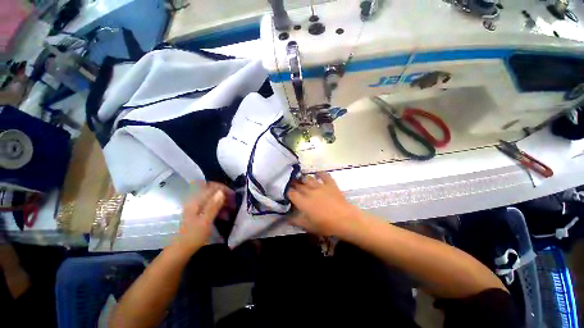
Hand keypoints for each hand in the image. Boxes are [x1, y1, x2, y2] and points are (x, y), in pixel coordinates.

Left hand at [172, 182, 234, 256]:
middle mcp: (196, 201)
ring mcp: (197, 206)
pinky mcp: (198, 212)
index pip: (211, 186)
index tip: (233, 195)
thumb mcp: (205, 221)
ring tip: (230, 210)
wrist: (181, 250)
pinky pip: (211, 205)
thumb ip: (213, 205)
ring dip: (223, 202)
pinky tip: (224, 215)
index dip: (223, 188)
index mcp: (196, 201)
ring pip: (213, 198)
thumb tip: (221, 192)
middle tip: (233, 203)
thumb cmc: (193, 236)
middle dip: (224, 195)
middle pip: (212, 191)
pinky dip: (219, 208)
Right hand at [287, 172, 361, 236]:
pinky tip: (318, 174)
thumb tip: (286, 219)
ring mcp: (320, 186)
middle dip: (294, 184)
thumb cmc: (326, 225)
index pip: (291, 193)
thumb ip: (296, 221)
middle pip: (299, 185)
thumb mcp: (309, 226)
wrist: (345, 219)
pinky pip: (324, 175)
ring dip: (304, 179)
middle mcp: (309, 191)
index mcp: (303, 202)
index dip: (288, 192)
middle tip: (292, 185)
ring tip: (302, 180)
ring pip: (309, 179)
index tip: (287, 193)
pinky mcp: (330, 184)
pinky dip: (320, 173)